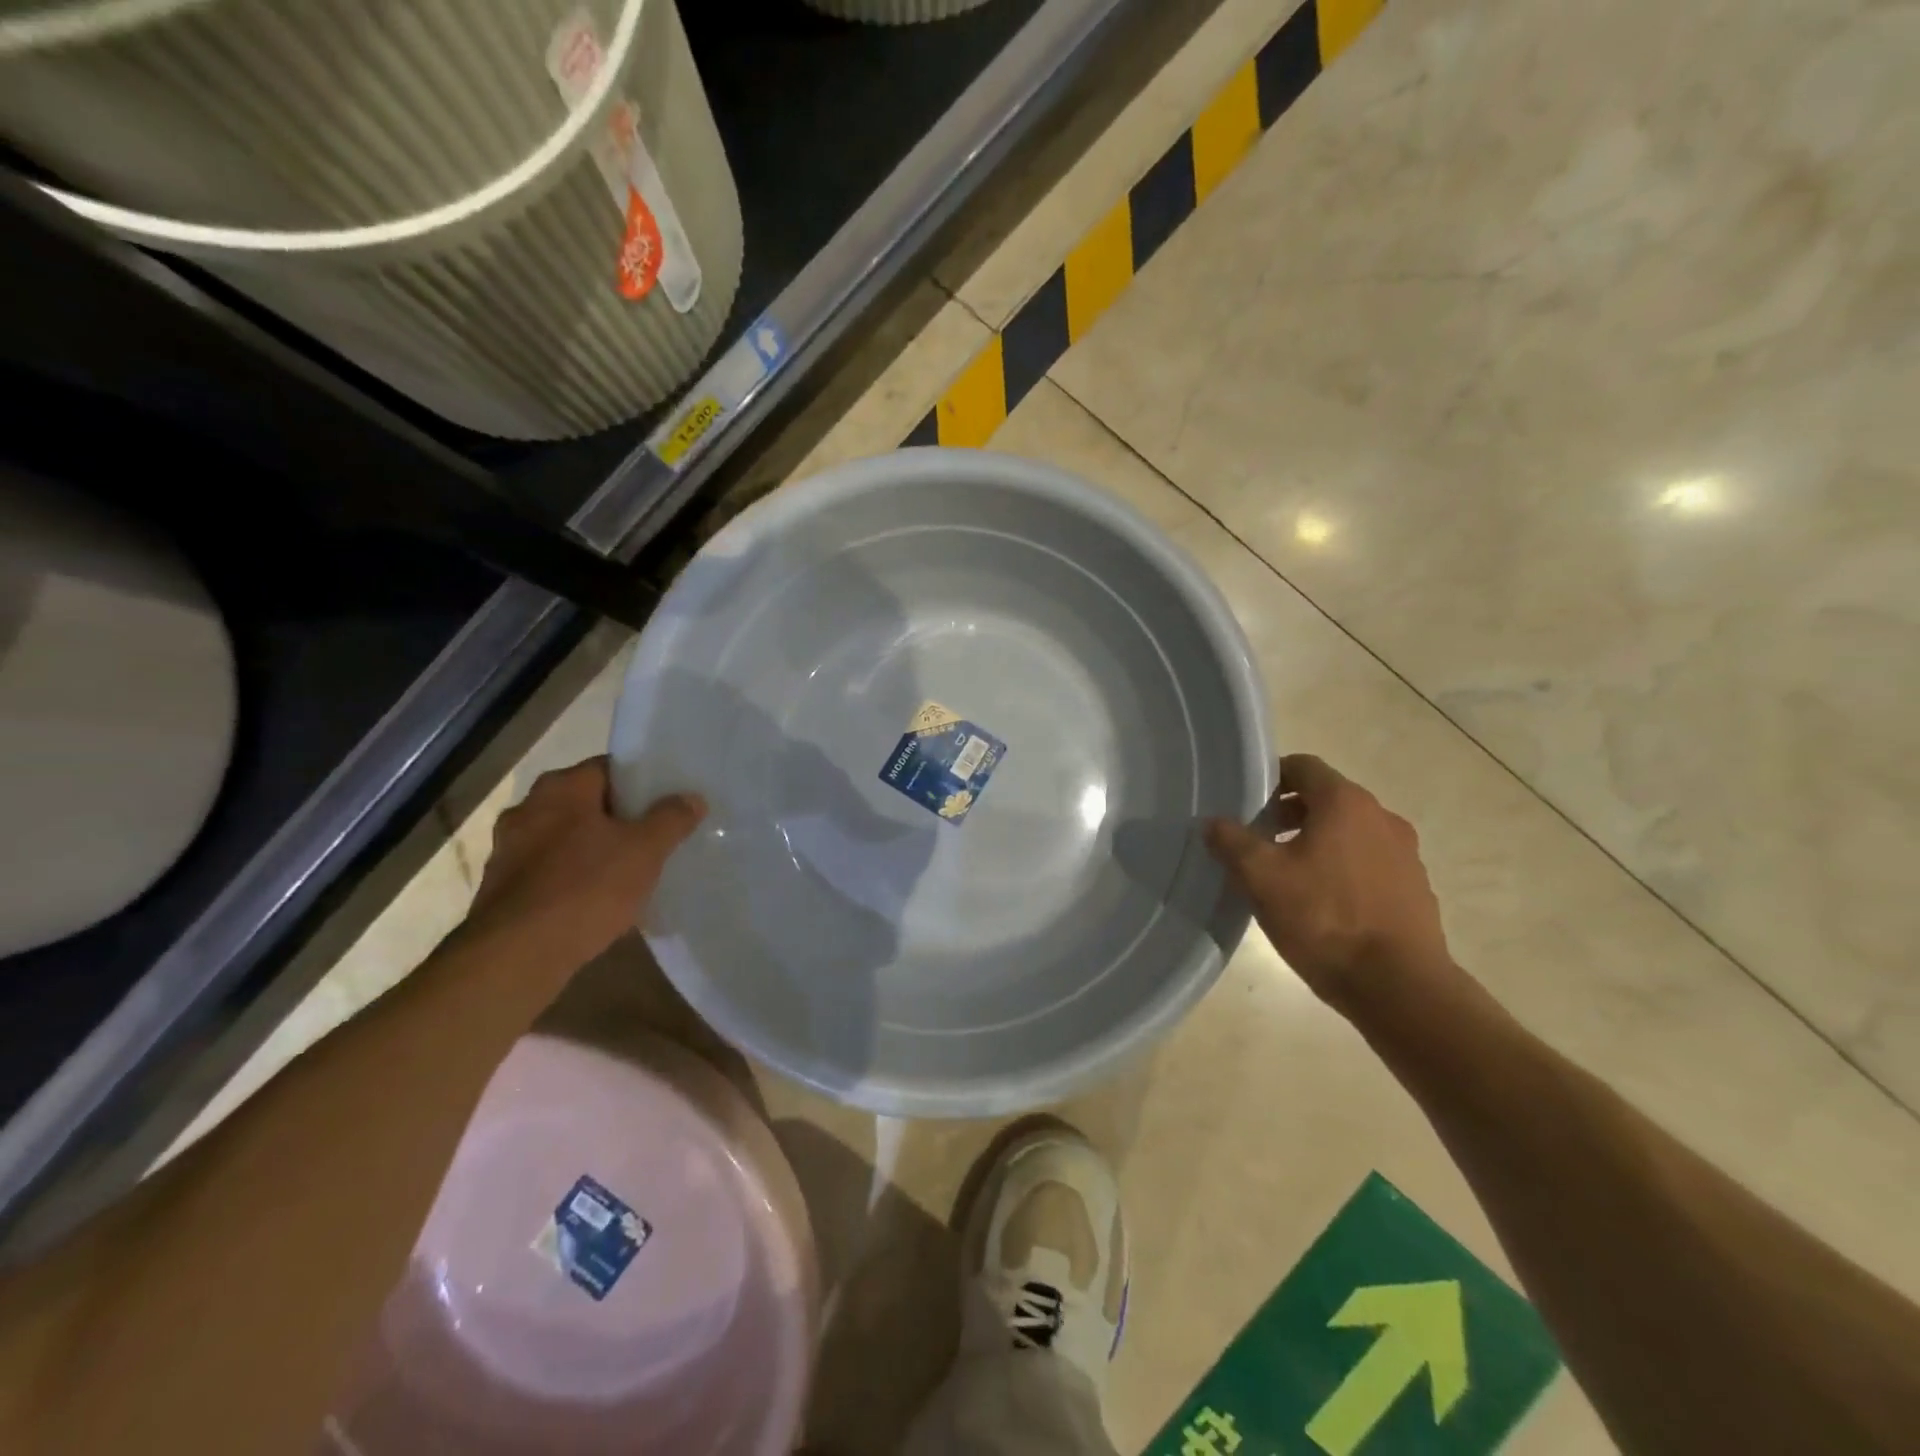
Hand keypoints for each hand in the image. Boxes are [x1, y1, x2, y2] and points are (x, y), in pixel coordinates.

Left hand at [461, 757, 704, 976]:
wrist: (516, 957)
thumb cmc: (585, 888)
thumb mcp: (645, 850)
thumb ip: (671, 819)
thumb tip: (692, 798)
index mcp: (561, 788)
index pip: (610, 768)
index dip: (643, 782)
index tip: (669, 801)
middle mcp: (529, 809)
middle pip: (588, 804)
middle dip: (621, 819)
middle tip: (657, 836)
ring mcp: (510, 850)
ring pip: (568, 840)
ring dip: (597, 850)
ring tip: (633, 871)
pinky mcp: (503, 889)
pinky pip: (552, 872)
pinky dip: (576, 879)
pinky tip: (600, 901)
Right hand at [1205, 754, 1456, 1012]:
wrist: (1400, 987)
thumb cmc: (1325, 919)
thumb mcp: (1261, 879)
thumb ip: (1232, 842)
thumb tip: (1213, 823)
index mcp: (1345, 803)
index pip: (1303, 766)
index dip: (1271, 776)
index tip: (1246, 801)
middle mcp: (1381, 817)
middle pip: (1328, 798)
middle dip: (1290, 812)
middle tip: (1259, 838)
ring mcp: (1405, 853)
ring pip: (1350, 832)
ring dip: (1317, 841)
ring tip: (1287, 874)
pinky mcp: (1415, 888)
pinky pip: (1370, 862)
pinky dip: (1343, 868)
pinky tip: (1323, 903)